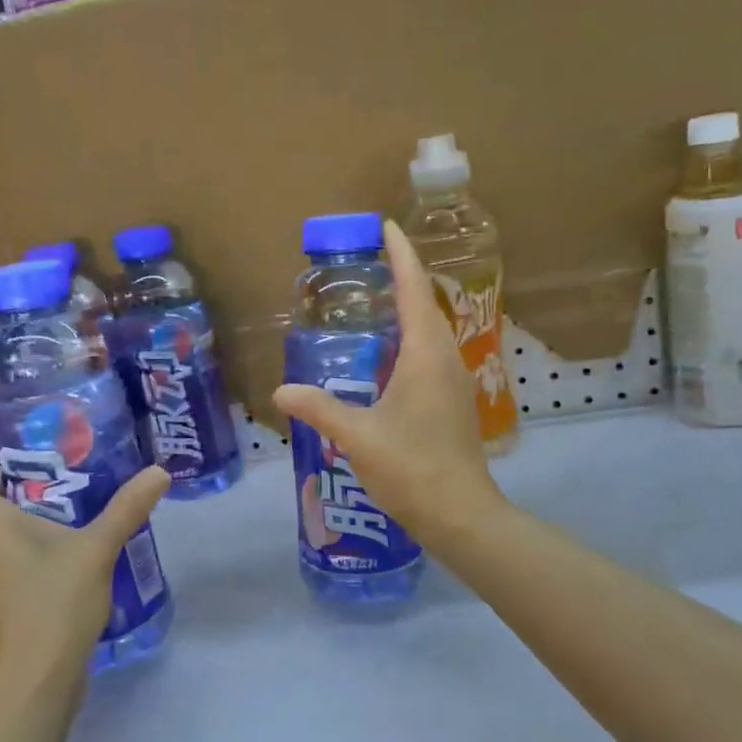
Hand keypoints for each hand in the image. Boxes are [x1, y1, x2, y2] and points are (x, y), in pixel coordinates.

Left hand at [0, 436, 169, 688]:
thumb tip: (160, 472)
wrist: (35, 679)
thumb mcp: (96, 548)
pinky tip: (65, 533)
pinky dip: (20, 529)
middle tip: (44, 456)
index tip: (3, 436)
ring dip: (11, 500)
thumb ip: (127, 507)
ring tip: (61, 488)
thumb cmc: (52, 603)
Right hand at [272, 220, 504, 547]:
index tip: (388, 226)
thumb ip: (319, 409)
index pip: (414, 289)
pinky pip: (432, 352)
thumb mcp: (357, 436)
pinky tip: (390, 355)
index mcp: (425, 355)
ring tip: (378, 300)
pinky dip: (412, 337)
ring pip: (432, 329)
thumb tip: (281, 391)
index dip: (401, 255)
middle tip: (373, 261)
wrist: (461, 514)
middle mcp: (446, 358)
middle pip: (426, 303)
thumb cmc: (411, 468)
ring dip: (409, 308)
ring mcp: (455, 380)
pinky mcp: (455, 400)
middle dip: (403, 276)